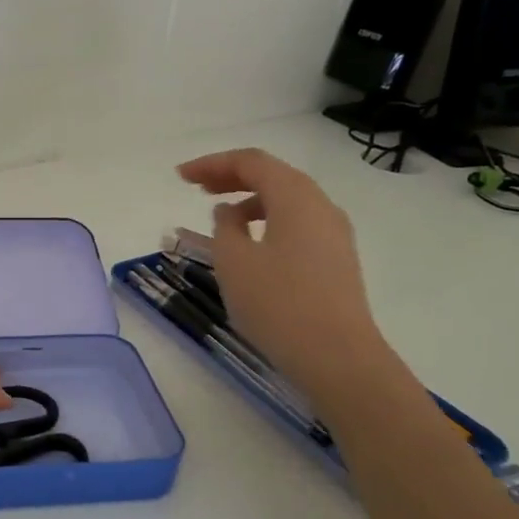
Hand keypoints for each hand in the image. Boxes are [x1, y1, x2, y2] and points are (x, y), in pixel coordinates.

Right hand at [177, 148, 394, 404]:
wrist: (337, 357)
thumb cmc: (278, 303)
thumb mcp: (233, 261)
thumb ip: (225, 227)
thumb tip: (230, 213)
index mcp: (296, 197)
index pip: (252, 162)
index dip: (213, 163)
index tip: (180, 176)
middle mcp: (321, 206)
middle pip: (273, 176)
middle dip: (232, 177)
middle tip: (196, 188)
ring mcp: (334, 234)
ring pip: (287, 201)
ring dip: (250, 200)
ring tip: (219, 216)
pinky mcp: (335, 260)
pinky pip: (296, 224)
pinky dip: (267, 221)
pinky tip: (250, 244)